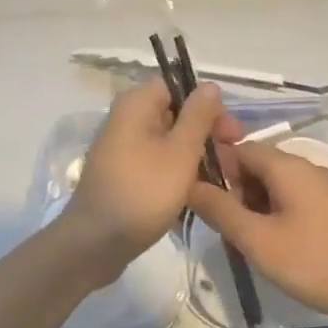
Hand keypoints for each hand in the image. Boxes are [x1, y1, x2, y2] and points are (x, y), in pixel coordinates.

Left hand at [57, 77, 242, 287]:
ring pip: (166, 141)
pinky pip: (155, 162)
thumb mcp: (180, 152)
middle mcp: (125, 120)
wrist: (96, 243)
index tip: (229, 131)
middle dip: (204, 132)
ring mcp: (121, 149)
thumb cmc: (143, 192)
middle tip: (231, 156)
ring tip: (219, 177)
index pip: (176, 86)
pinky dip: (175, 172)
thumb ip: (198, 116)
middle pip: (173, 113)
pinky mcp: (122, 174)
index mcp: (135, 105)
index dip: (206, 104)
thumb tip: (209, 85)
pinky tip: (195, 192)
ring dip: (193, 155)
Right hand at [187, 140, 327, 327]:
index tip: (198, 199)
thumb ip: (220, 210)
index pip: (238, 148)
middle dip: (233, 193)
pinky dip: (274, 217)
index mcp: (287, 166)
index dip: (214, 169)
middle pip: (256, 166)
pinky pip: (292, 202)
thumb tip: (189, 184)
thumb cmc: (316, 262)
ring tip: (246, 244)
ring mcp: (323, 189)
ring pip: (273, 187)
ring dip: (252, 209)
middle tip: (223, 231)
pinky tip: (273, 249)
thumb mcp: (258, 240)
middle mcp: (306, 168)